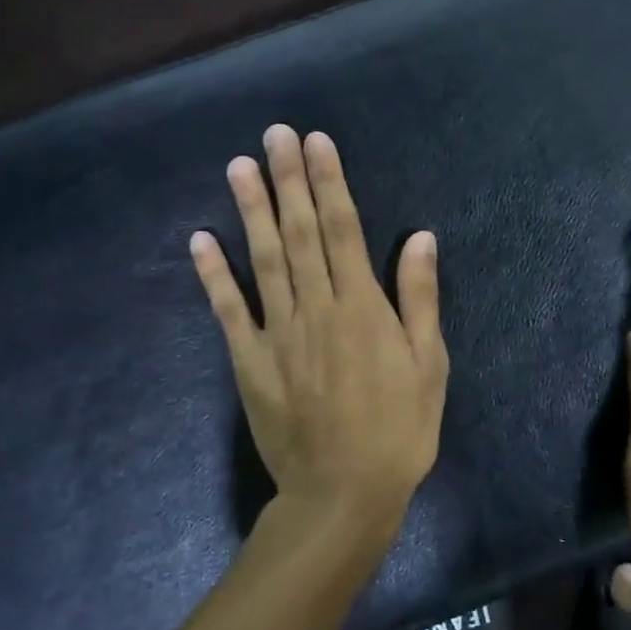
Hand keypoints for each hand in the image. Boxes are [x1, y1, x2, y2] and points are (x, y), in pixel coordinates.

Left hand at [191, 125, 448, 539]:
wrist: (343, 495)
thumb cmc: (399, 430)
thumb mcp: (429, 365)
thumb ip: (420, 299)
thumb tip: (420, 237)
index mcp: (362, 307)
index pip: (343, 229)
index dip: (329, 182)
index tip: (317, 142)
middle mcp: (316, 308)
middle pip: (299, 233)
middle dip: (288, 179)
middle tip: (274, 134)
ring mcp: (277, 334)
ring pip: (263, 260)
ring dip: (251, 211)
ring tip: (240, 167)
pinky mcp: (249, 362)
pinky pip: (228, 311)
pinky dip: (213, 274)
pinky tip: (200, 240)